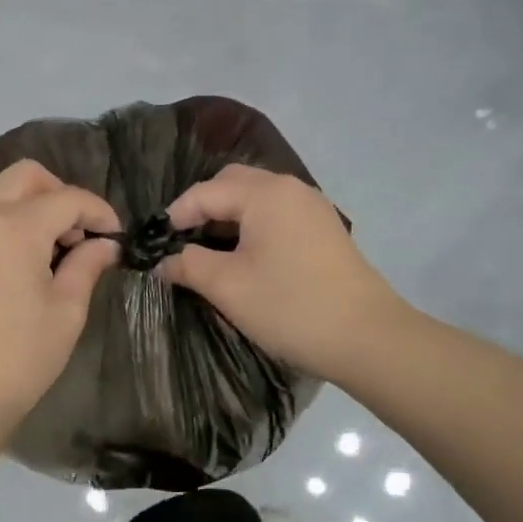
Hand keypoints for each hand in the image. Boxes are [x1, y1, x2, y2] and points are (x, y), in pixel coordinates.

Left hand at [0, 159, 120, 451]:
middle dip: (59, 194)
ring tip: (44, 256)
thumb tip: (104, 245)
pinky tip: (8, 274)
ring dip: (26, 211)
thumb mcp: (66, 312)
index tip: (114, 236)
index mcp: (14, 228)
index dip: (98, 211)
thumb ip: (87, 265)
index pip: (67, 198)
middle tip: (76, 234)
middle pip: (24, 177)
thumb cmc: (20, 359)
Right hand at [160, 164, 401, 380]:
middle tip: (182, 243)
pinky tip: (245, 258)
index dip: (175, 216)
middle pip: (233, 184)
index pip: (205, 192)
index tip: (155, 245)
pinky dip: (253, 228)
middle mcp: (290, 189)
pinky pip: (277, 215)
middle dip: (202, 208)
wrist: (367, 337)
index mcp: (264, 193)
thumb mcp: (228, 287)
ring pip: (257, 199)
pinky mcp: (324, 230)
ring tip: (208, 253)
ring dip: (228, 219)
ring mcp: (312, 208)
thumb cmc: (290, 306)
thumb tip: (163, 261)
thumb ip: (189, 266)